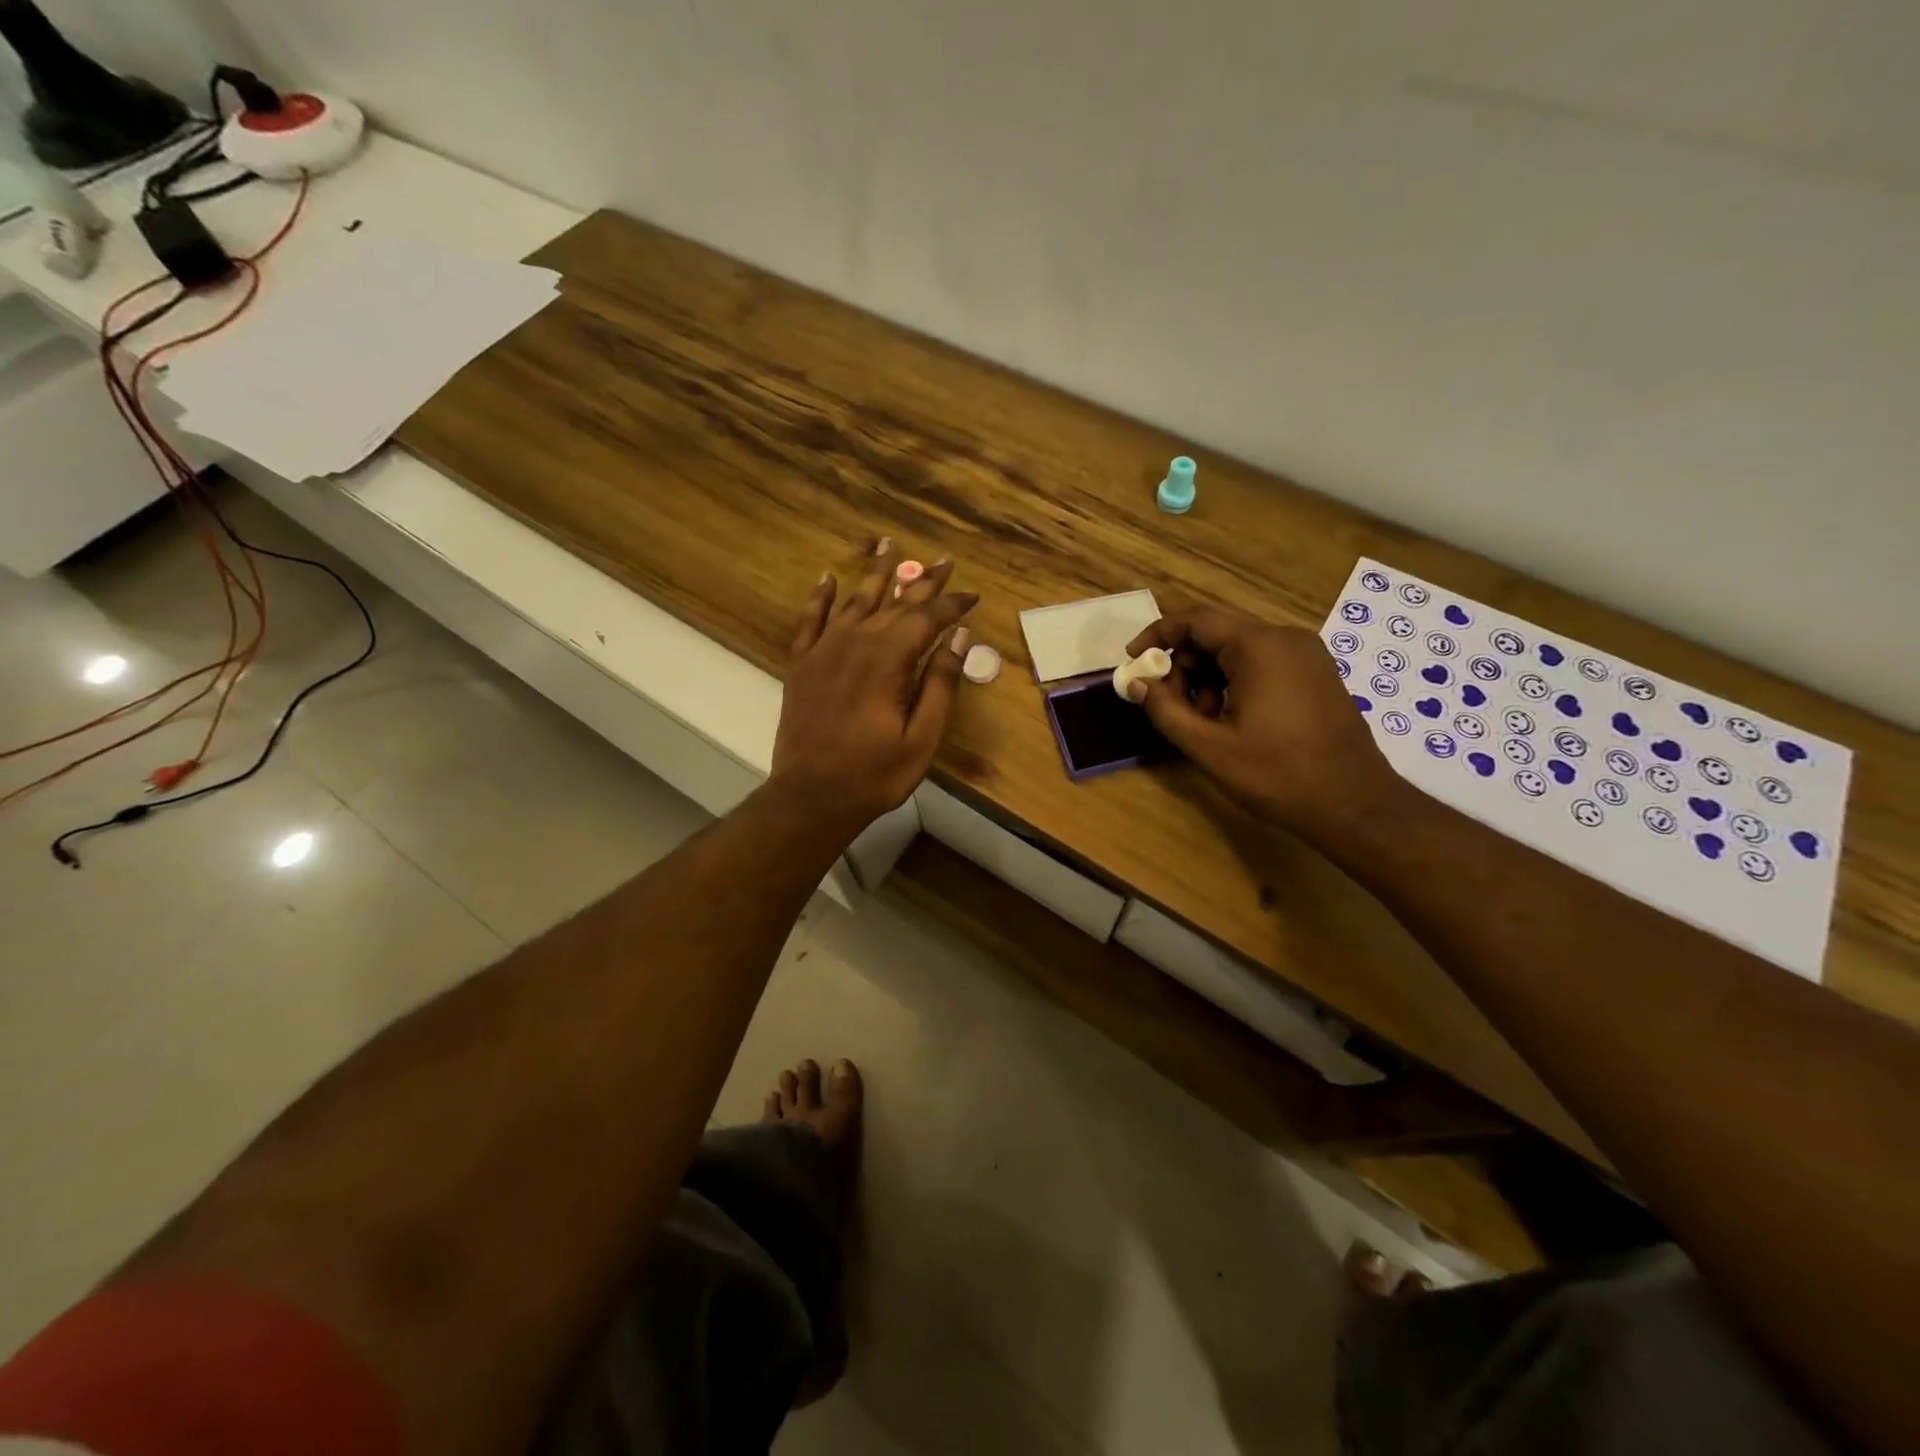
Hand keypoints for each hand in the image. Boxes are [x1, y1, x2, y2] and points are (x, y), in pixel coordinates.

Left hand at [772, 539, 977, 833]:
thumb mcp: (922, 736)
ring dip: (876, 574)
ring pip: (855, 600)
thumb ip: (941, 683)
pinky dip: (820, 597)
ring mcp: (824, 650)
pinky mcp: (802, 664)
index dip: (952, 603)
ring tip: (889, 545)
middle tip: (943, 560)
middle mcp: (856, 641)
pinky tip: (829, 578)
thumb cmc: (875, 773)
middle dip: (922, 581)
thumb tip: (959, 636)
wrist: (811, 796)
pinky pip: (810, 619)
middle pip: (895, 602)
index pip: (928, 617)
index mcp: (889, 658)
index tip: (972, 594)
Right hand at [1126, 608, 1403, 835]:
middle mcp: (1285, 638)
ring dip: (1208, 676)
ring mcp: (1307, 654)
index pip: (1195, 621)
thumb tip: (1136, 683)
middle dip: (1184, 665)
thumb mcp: (1209, 747)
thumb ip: (1165, 710)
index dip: (1157, 636)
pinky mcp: (1317, 673)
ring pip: (1238, 649)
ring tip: (1202, 719)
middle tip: (1170, 705)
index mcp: (1259, 647)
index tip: (1133, 660)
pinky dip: (1235, 681)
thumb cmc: (1278, 775)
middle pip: (1216, 634)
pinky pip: (1263, 662)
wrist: (1355, 804)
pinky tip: (1231, 719)